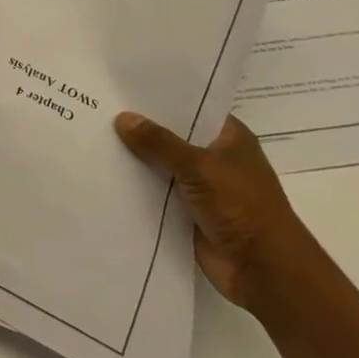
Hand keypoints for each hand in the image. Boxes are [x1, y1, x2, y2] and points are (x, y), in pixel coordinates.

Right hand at [114, 112, 316, 311]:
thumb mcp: (199, 166)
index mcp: (229, 138)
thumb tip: (123, 118)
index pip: (191, 107)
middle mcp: (215, 158)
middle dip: (142, 127)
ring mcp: (201, 186)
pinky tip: (105, 172)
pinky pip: (156, 192)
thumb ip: (159, 142)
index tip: (124, 86)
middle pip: (172, 136)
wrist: (264, 271)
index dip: (161, 98)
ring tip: (94, 135)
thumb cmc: (242, 207)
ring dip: (136, 158)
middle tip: (100, 106)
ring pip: (162, 165)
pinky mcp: (188, 212)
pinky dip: (137, 186)